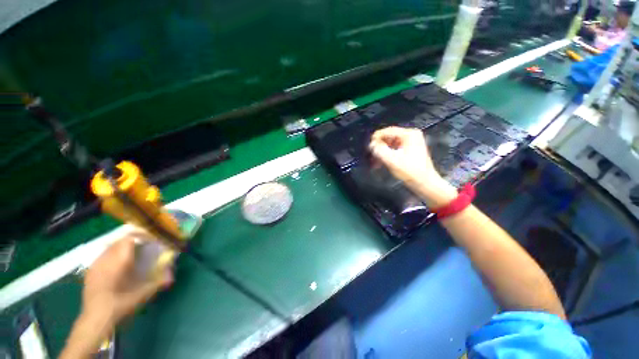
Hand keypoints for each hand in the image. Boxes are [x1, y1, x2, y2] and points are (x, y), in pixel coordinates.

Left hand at [82, 237, 172, 326]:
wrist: (95, 320)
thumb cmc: (120, 305)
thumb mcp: (142, 295)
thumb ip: (157, 282)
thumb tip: (172, 276)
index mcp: (119, 261)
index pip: (129, 238)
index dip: (141, 235)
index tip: (151, 239)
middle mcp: (106, 259)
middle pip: (119, 241)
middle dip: (132, 241)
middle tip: (144, 247)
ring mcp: (95, 265)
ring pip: (109, 247)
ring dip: (121, 247)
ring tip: (131, 255)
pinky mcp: (90, 272)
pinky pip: (102, 255)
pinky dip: (112, 255)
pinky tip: (117, 266)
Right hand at [369, 126, 457, 207]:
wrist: (424, 183)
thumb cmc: (410, 171)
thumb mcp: (392, 160)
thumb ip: (379, 150)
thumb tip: (371, 145)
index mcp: (409, 134)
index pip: (387, 131)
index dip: (376, 138)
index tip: (368, 147)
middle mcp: (410, 135)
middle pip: (388, 137)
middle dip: (378, 147)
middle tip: (370, 156)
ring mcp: (410, 142)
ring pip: (389, 144)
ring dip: (381, 152)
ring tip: (374, 162)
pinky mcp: (408, 149)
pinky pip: (393, 149)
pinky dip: (386, 155)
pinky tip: (380, 163)